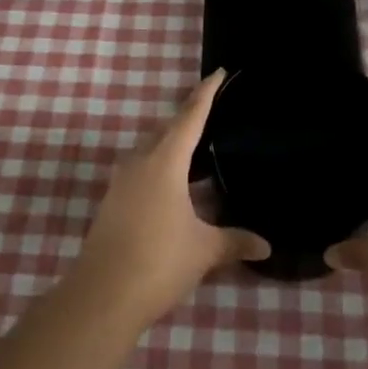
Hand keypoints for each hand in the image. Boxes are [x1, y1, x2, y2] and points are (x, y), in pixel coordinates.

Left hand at [68, 70, 270, 329]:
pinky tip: (175, 184)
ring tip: (197, 147)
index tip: (218, 72)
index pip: (189, 117)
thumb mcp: (204, 250)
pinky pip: (141, 169)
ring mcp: (121, 182)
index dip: (205, 93)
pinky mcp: (112, 202)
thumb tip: (266, 246)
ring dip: (172, 143)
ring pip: (150, 149)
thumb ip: (235, 241)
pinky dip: (160, 166)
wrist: (101, 296)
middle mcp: (140, 163)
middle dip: (188, 117)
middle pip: (167, 129)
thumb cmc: (158, 262)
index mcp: (164, 162)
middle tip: (213, 109)